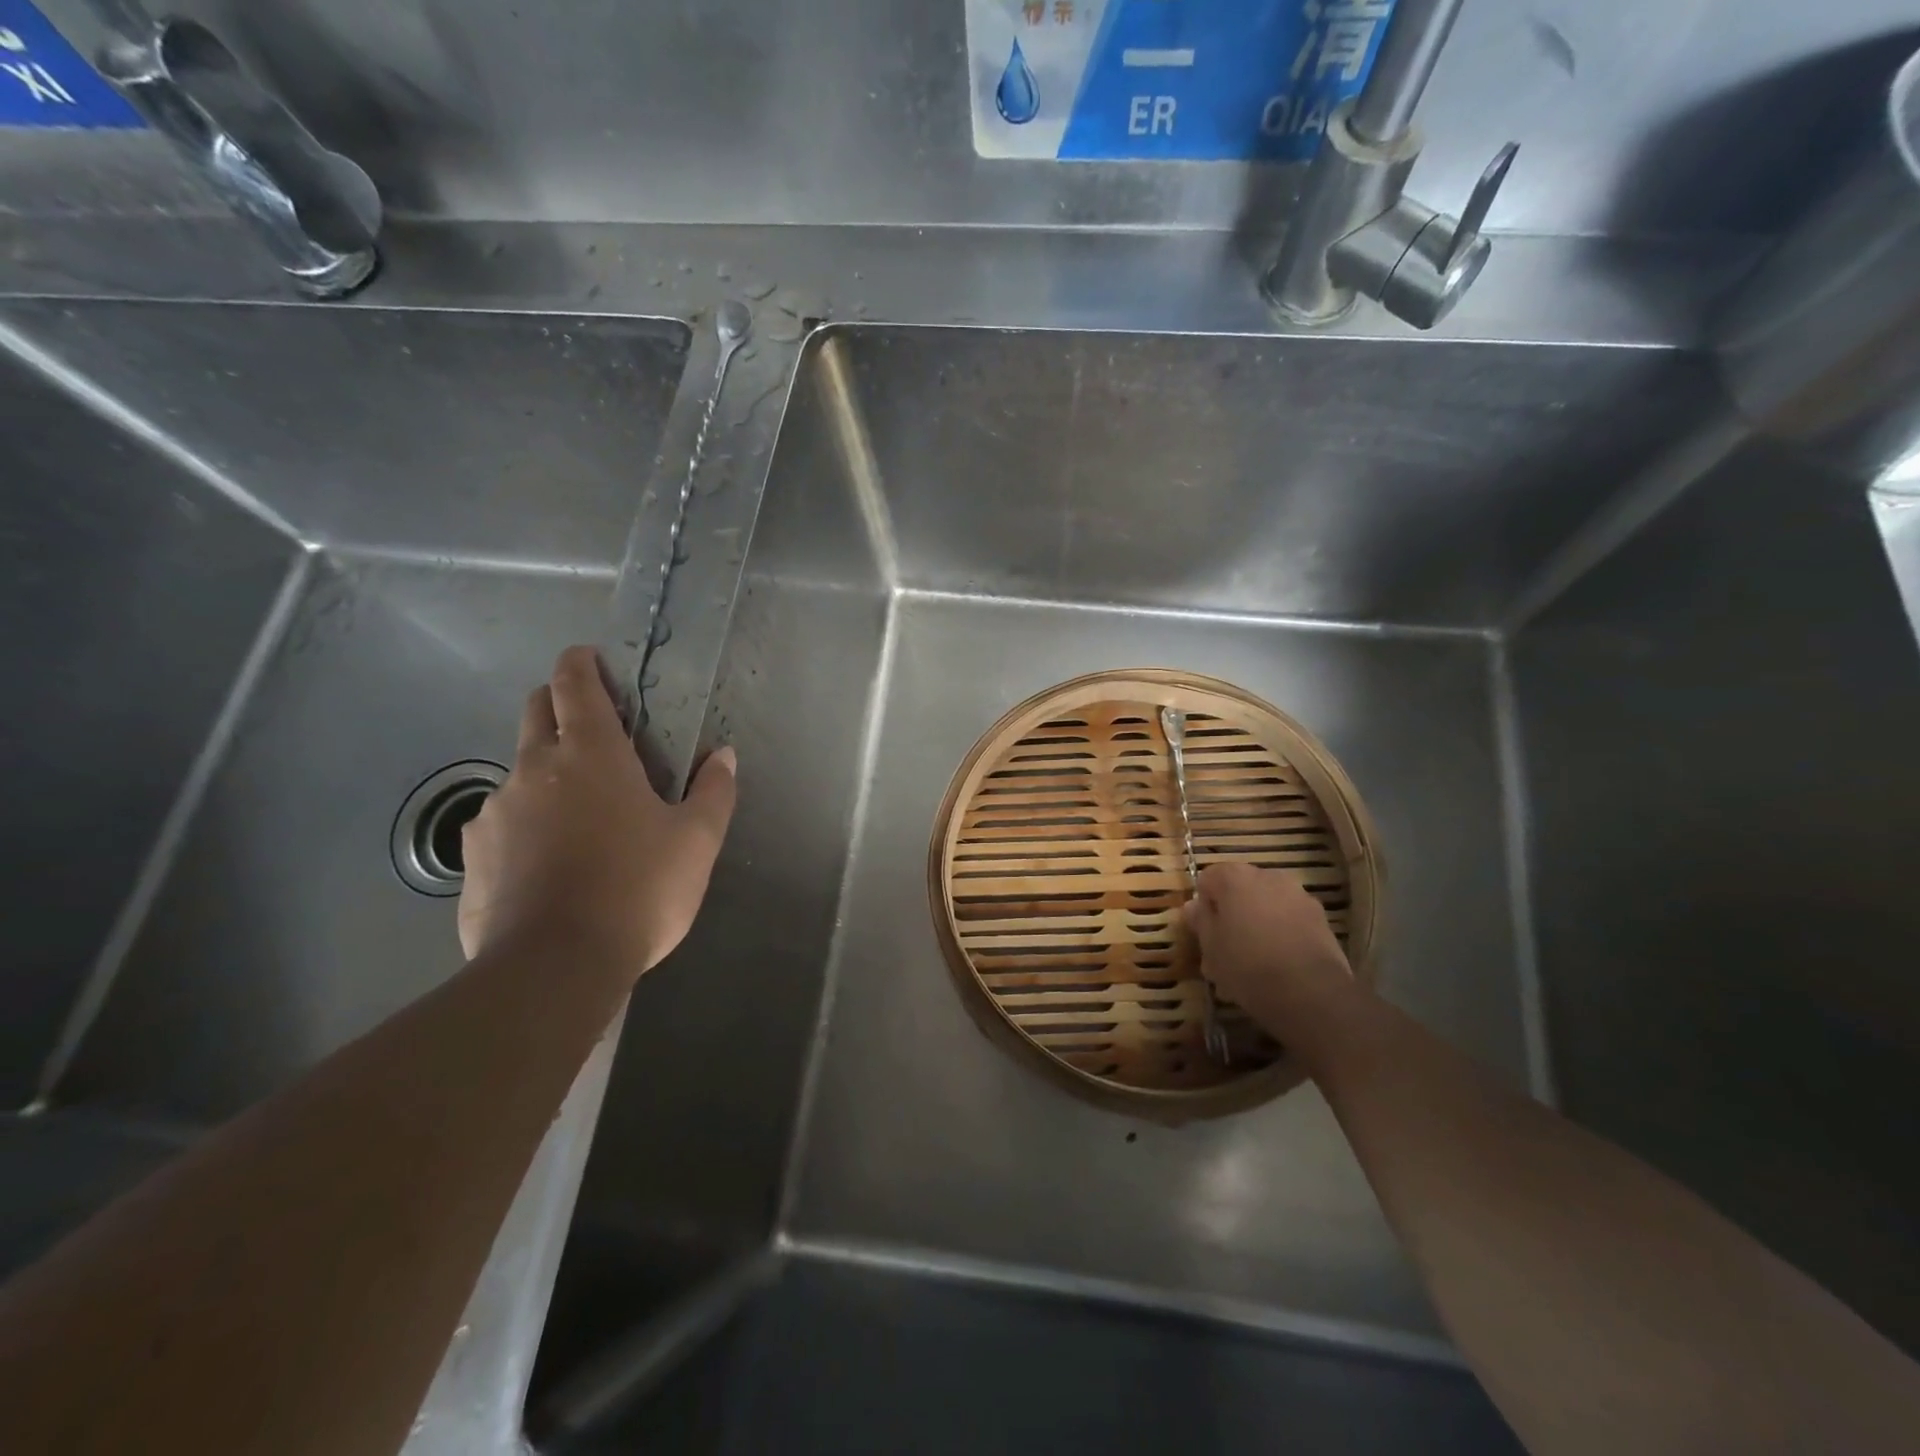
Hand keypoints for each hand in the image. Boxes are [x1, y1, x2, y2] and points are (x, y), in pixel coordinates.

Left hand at [457, 646, 736, 978]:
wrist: (554, 967)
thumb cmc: (638, 890)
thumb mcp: (696, 842)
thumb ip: (714, 791)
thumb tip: (723, 755)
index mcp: (591, 755)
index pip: (575, 686)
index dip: (580, 664)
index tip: (587, 657)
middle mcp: (534, 769)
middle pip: (536, 713)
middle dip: (557, 703)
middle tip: (590, 725)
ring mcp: (495, 812)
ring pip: (518, 772)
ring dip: (545, 774)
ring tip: (577, 815)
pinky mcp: (472, 856)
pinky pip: (500, 823)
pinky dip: (524, 825)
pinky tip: (546, 863)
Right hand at [1185, 862, 1358, 1044]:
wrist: (1311, 994)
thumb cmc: (1247, 965)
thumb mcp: (1210, 947)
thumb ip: (1200, 920)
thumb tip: (1194, 906)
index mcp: (1236, 877)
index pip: (1208, 878)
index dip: (1203, 905)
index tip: (1204, 932)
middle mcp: (1268, 876)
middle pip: (1240, 890)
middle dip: (1231, 915)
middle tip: (1224, 950)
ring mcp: (1299, 896)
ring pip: (1266, 906)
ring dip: (1256, 925)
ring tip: (1251, 963)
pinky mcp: (1321, 920)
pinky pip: (1289, 921)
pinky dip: (1280, 935)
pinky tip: (1277, 966)